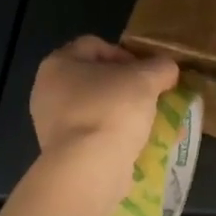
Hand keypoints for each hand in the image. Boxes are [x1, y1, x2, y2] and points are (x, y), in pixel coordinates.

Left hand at [30, 36, 179, 197]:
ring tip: (153, 124)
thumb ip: (160, 67)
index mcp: (58, 64)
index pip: (96, 46)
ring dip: (126, 115)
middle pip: (97, 80)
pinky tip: (141, 146)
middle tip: (153, 97)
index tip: (148, 72)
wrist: (89, 170)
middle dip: (129, 88)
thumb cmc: (111, 110)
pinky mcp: (63, 154)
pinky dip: (117, 138)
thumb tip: (167, 69)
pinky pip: (95, 136)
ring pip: (98, 110)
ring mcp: (52, 125)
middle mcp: (48, 92)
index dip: (126, 54)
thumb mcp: (146, 79)